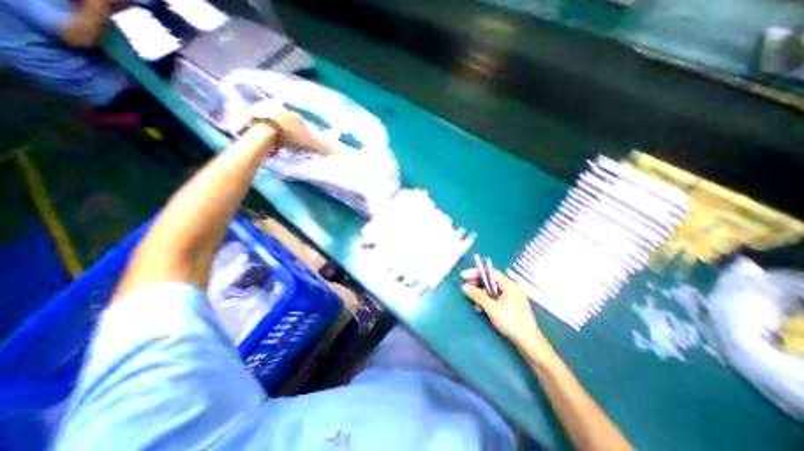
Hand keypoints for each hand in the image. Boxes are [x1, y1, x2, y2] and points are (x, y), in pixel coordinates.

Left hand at [251, 98, 334, 153]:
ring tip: (280, 140)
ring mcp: (265, 112)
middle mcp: (279, 109)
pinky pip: (263, 125)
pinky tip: (269, 139)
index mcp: (293, 113)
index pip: (301, 121)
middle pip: (287, 120)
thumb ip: (322, 146)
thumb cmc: (290, 133)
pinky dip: (267, 131)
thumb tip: (338, 152)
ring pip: (275, 121)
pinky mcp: (253, 118)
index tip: (303, 139)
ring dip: (278, 129)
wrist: (265, 132)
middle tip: (292, 139)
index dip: (303, 130)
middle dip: (290, 128)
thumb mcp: (309, 141)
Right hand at [462, 270, 557, 364]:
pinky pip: (496, 298)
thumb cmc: (512, 323)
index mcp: (510, 285)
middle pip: (491, 280)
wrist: (530, 345)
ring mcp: (513, 297)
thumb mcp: (492, 309)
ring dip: (481, 293)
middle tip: (465, 287)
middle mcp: (512, 288)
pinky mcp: (511, 306)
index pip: (491, 272)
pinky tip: (480, 307)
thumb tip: (464, 286)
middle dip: (477, 283)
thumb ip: (478, 296)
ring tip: (471, 300)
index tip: (463, 276)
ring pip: (493, 290)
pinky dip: (487, 300)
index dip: (476, 272)